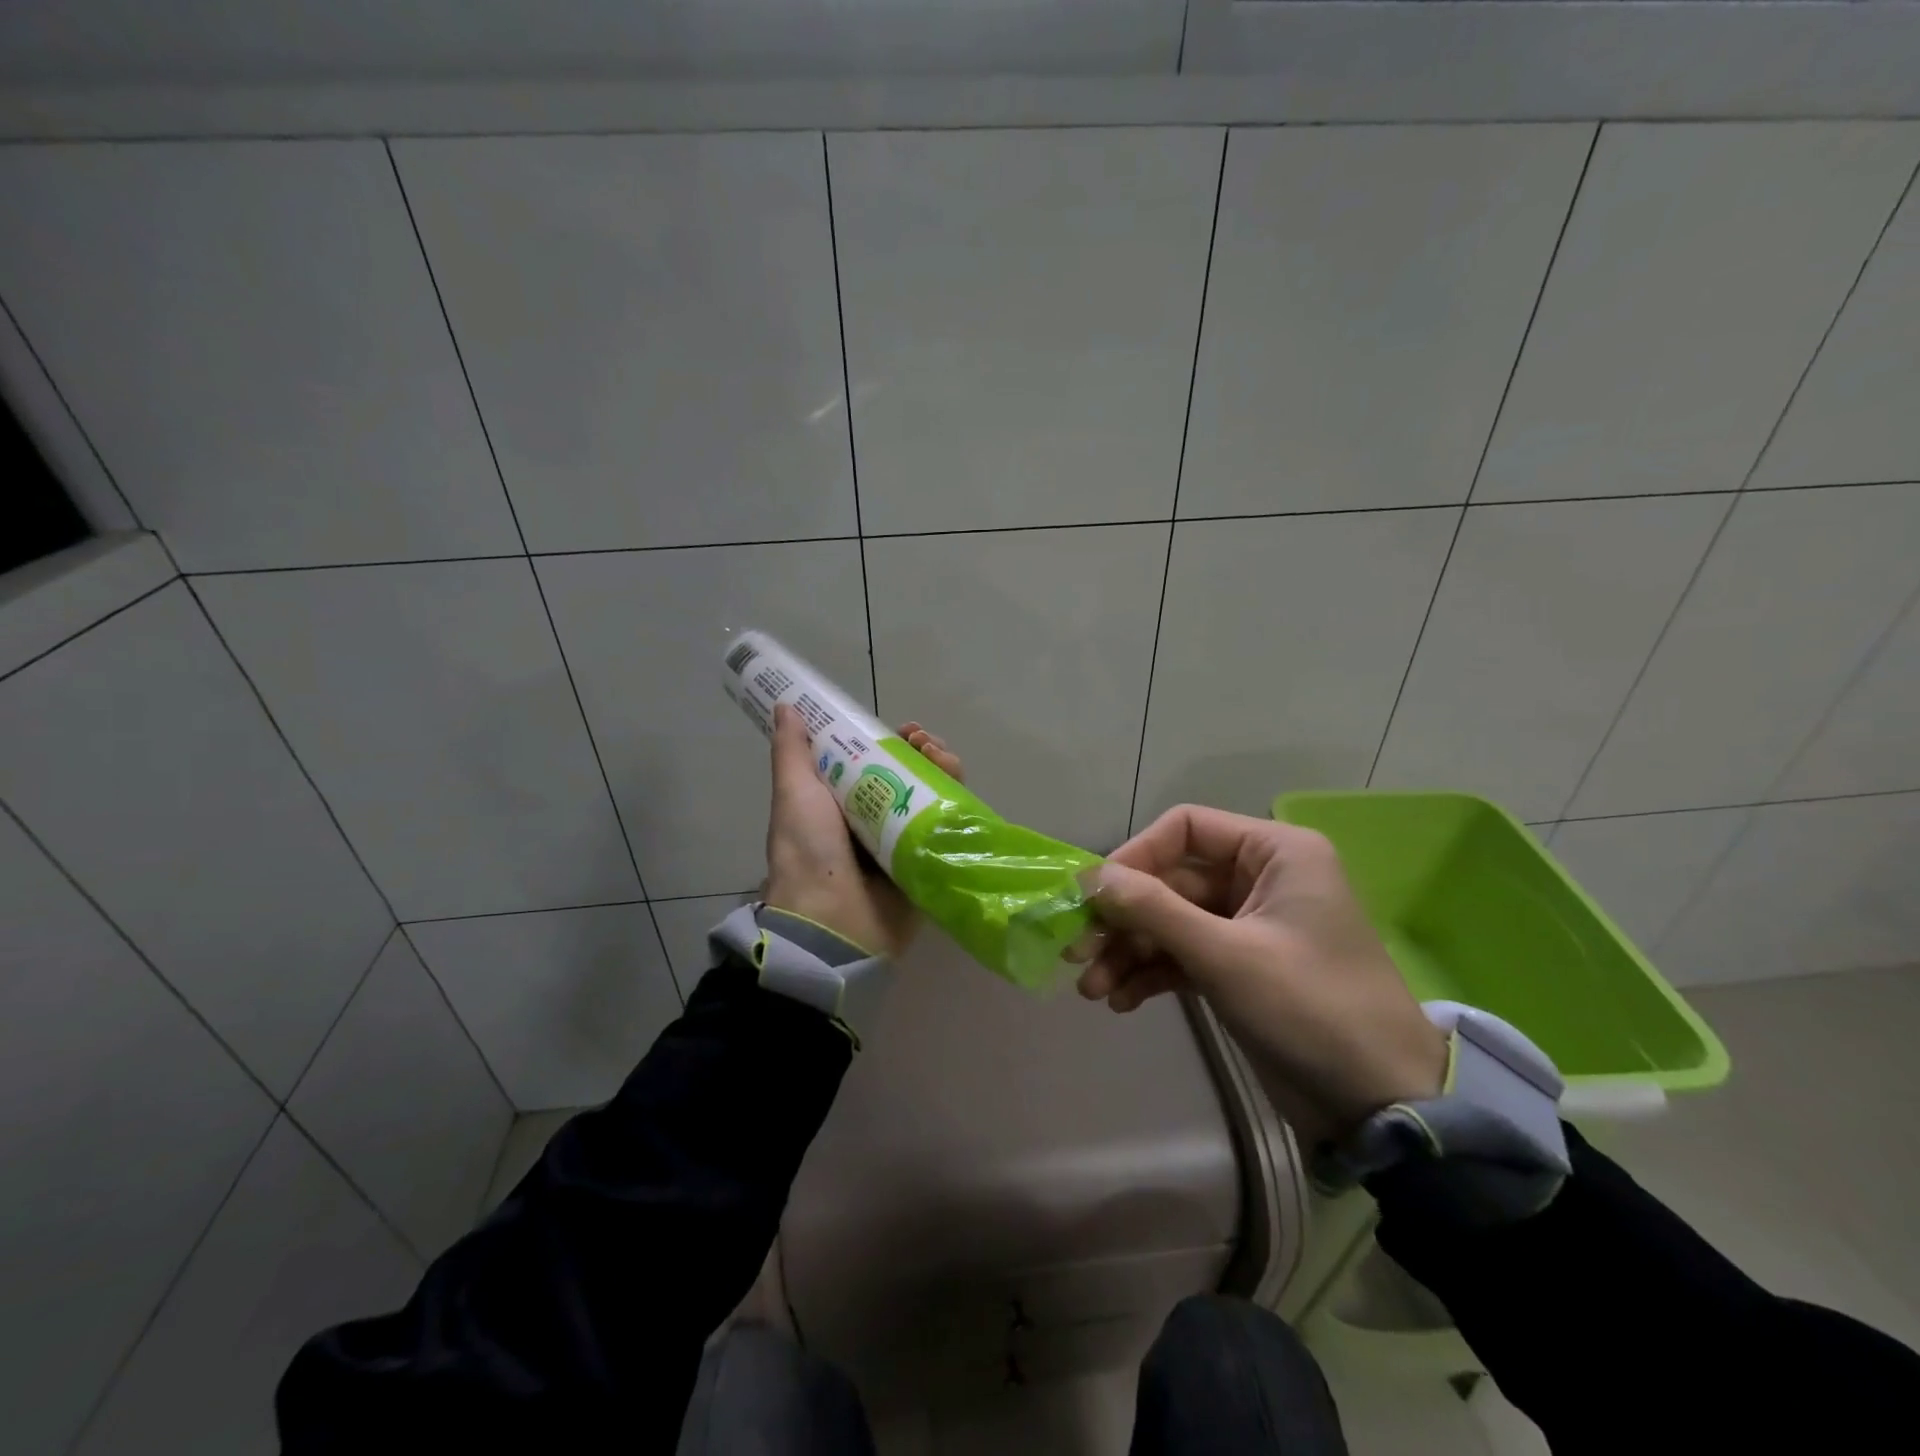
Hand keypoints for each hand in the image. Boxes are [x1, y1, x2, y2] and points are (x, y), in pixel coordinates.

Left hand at [763, 704, 961, 957]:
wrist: (832, 921)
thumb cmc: (809, 851)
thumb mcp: (794, 794)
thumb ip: (792, 752)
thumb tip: (785, 706)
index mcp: (841, 803)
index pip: (873, 761)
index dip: (888, 740)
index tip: (900, 727)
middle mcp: (874, 819)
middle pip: (908, 774)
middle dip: (920, 750)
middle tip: (922, 741)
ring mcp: (903, 840)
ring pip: (931, 794)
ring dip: (941, 766)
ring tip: (938, 756)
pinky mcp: (928, 860)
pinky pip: (947, 823)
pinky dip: (955, 797)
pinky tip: (955, 781)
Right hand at [1075, 805, 1445, 1148]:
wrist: (1380, 1106)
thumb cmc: (1310, 1009)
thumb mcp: (1225, 955)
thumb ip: (1153, 910)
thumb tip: (1089, 877)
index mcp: (1274, 852)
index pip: (1186, 828)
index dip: (1135, 856)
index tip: (1095, 896)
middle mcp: (1261, 878)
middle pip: (1171, 879)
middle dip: (1125, 919)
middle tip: (1079, 953)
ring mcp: (1249, 924)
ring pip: (1172, 920)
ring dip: (1130, 951)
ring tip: (1093, 990)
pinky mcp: (1242, 966)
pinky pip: (1185, 954)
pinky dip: (1153, 973)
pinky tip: (1122, 1001)